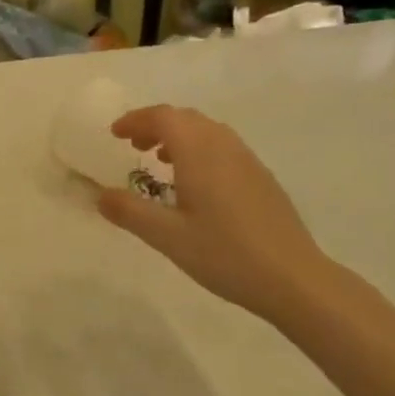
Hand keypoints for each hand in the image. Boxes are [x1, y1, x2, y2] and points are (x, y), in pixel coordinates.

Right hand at [97, 105, 331, 321]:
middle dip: (155, 125)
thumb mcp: (168, 236)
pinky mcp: (262, 177)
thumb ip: (130, 212)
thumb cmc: (225, 253)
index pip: (163, 117)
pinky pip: (223, 147)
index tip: (115, 134)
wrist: (293, 278)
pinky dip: (199, 150)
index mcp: (199, 151)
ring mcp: (248, 160)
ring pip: (206, 131)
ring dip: (178, 137)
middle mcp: (224, 145)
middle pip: (185, 118)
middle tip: (132, 146)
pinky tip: (195, 184)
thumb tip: (100, 195)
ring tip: (160, 162)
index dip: (136, 120)